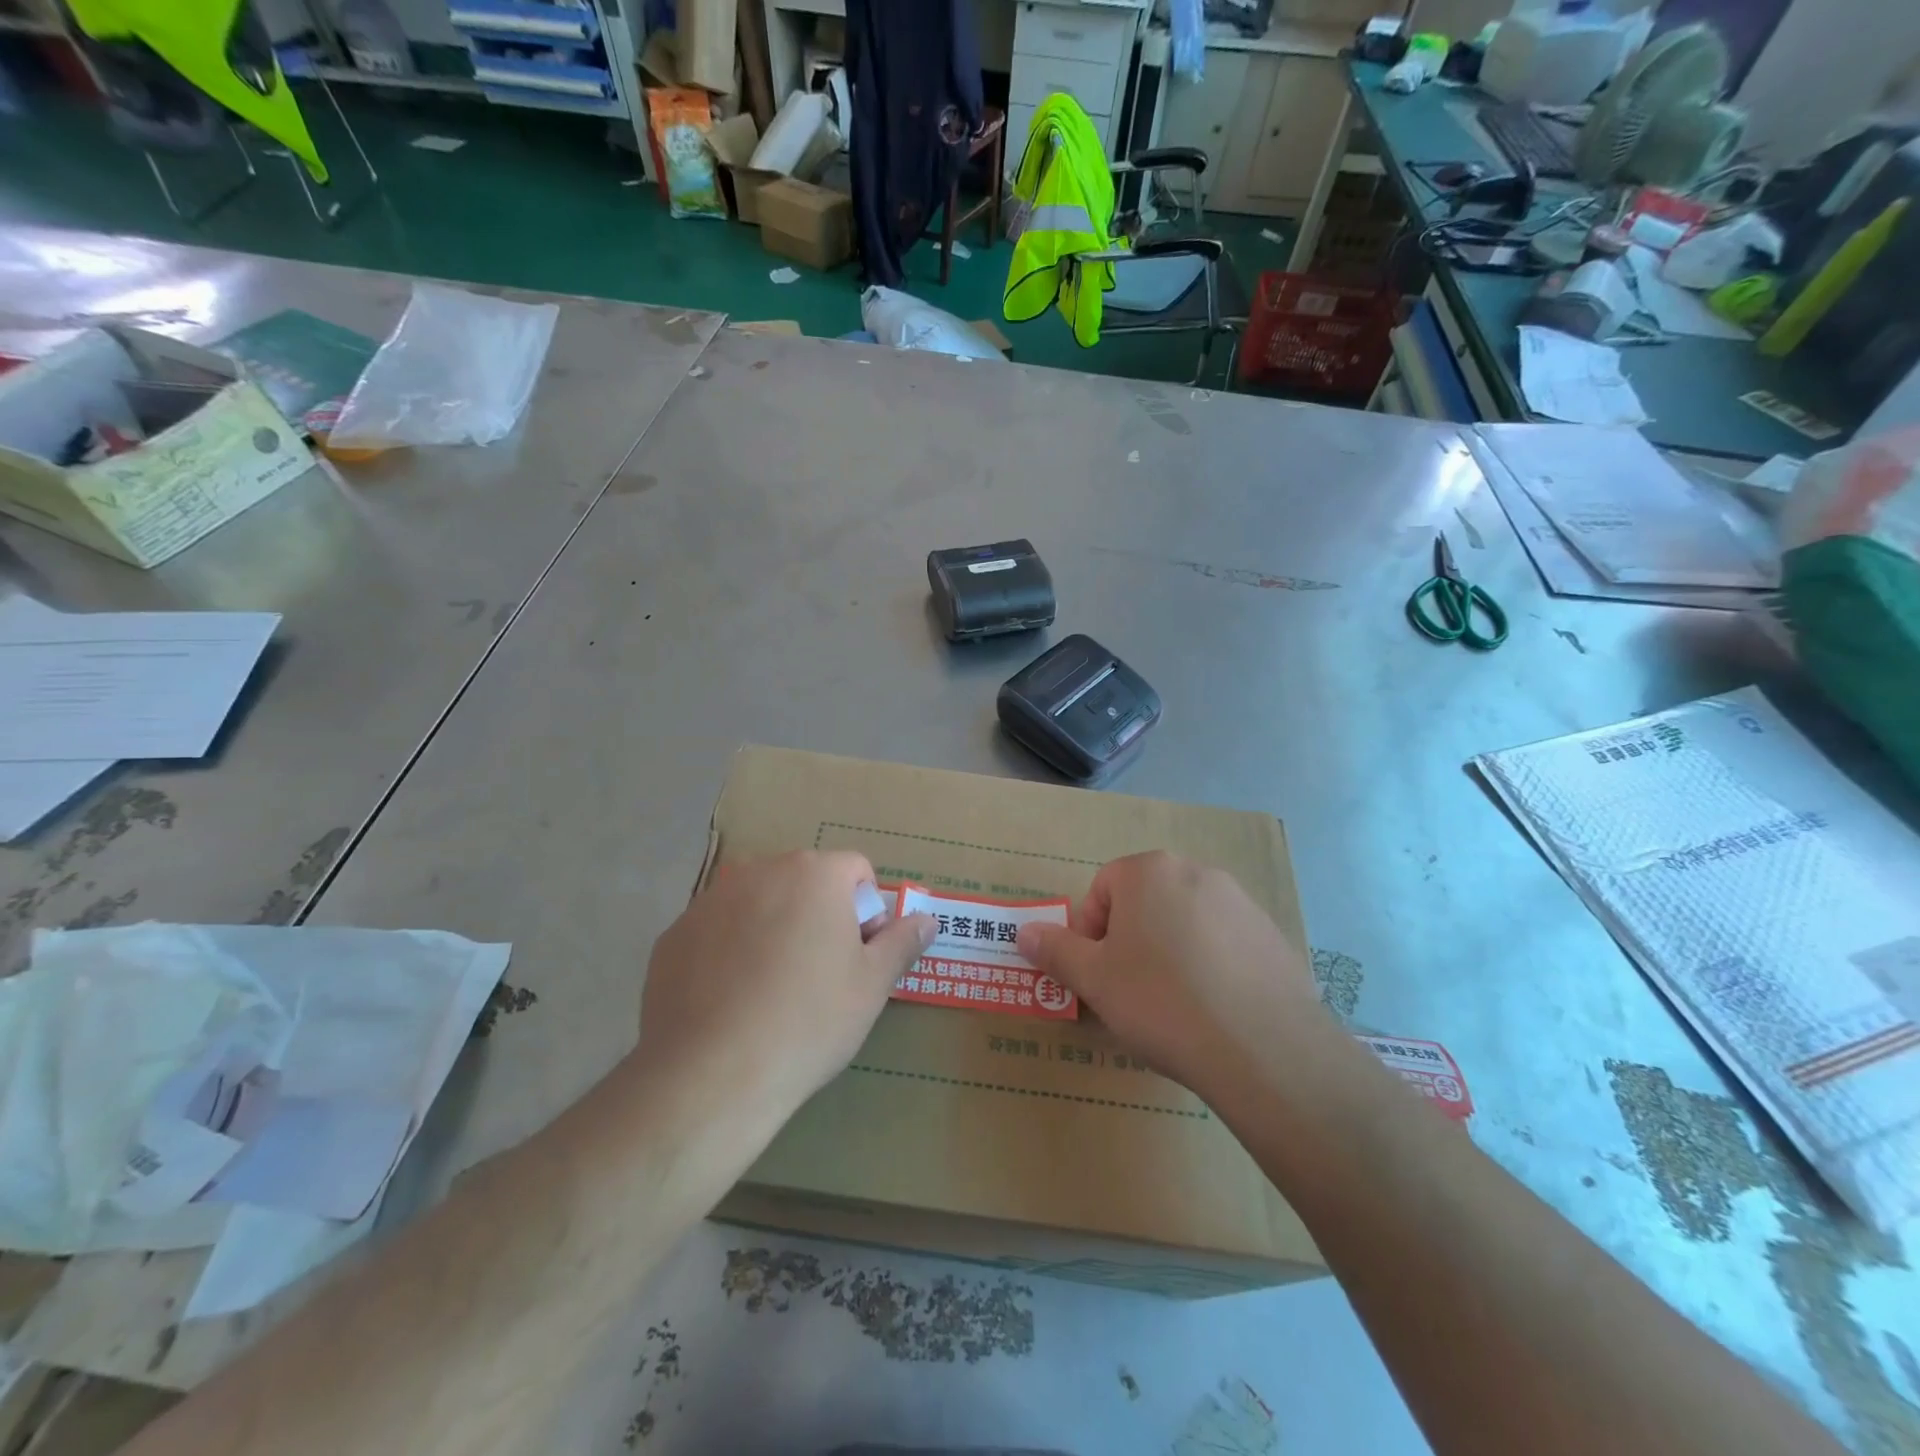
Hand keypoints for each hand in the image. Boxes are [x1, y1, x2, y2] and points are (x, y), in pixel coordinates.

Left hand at [639, 852, 934, 1120]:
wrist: (711, 1075)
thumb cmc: (809, 1021)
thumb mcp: (872, 985)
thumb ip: (902, 942)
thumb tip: (927, 919)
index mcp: (814, 875)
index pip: (855, 870)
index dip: (867, 911)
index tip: (858, 956)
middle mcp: (760, 871)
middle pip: (805, 881)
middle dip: (819, 915)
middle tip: (820, 975)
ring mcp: (711, 900)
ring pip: (759, 903)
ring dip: (774, 929)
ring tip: (772, 991)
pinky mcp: (674, 934)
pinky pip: (717, 931)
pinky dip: (729, 952)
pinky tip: (730, 1001)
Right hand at [1017, 851, 1330, 1099]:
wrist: (1264, 1048)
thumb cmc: (1162, 1002)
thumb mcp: (1094, 980)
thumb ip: (1054, 950)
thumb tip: (1023, 932)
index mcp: (1150, 871)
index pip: (1102, 888)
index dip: (1091, 932)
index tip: (1099, 974)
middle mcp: (1197, 872)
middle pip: (1145, 901)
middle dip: (1129, 940)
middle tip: (1130, 990)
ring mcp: (1241, 902)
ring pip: (1185, 921)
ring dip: (1169, 951)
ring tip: (1174, 1005)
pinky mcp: (1272, 935)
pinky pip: (1224, 942)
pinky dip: (1210, 965)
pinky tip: (1214, 1009)